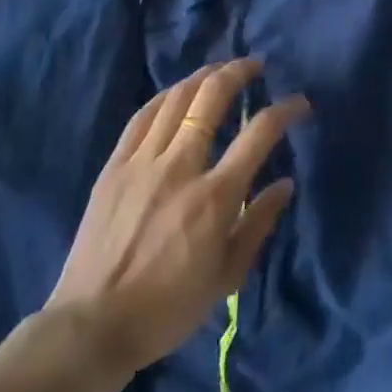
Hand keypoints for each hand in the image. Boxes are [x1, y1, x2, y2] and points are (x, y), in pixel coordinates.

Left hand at [47, 58, 307, 377]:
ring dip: (202, 76)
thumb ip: (259, 223)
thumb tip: (285, 184)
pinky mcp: (114, 167)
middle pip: (211, 98)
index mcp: (215, 196)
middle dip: (238, 72)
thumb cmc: (168, 307)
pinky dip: (165, 96)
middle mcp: (180, 167)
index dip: (284, 110)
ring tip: (220, 69)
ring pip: (176, 99)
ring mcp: (142, 163)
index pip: (258, 133)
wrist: (92, 326)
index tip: (299, 103)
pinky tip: (176, 92)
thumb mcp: (227, 276)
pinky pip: (142, 117)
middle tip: (255, 65)